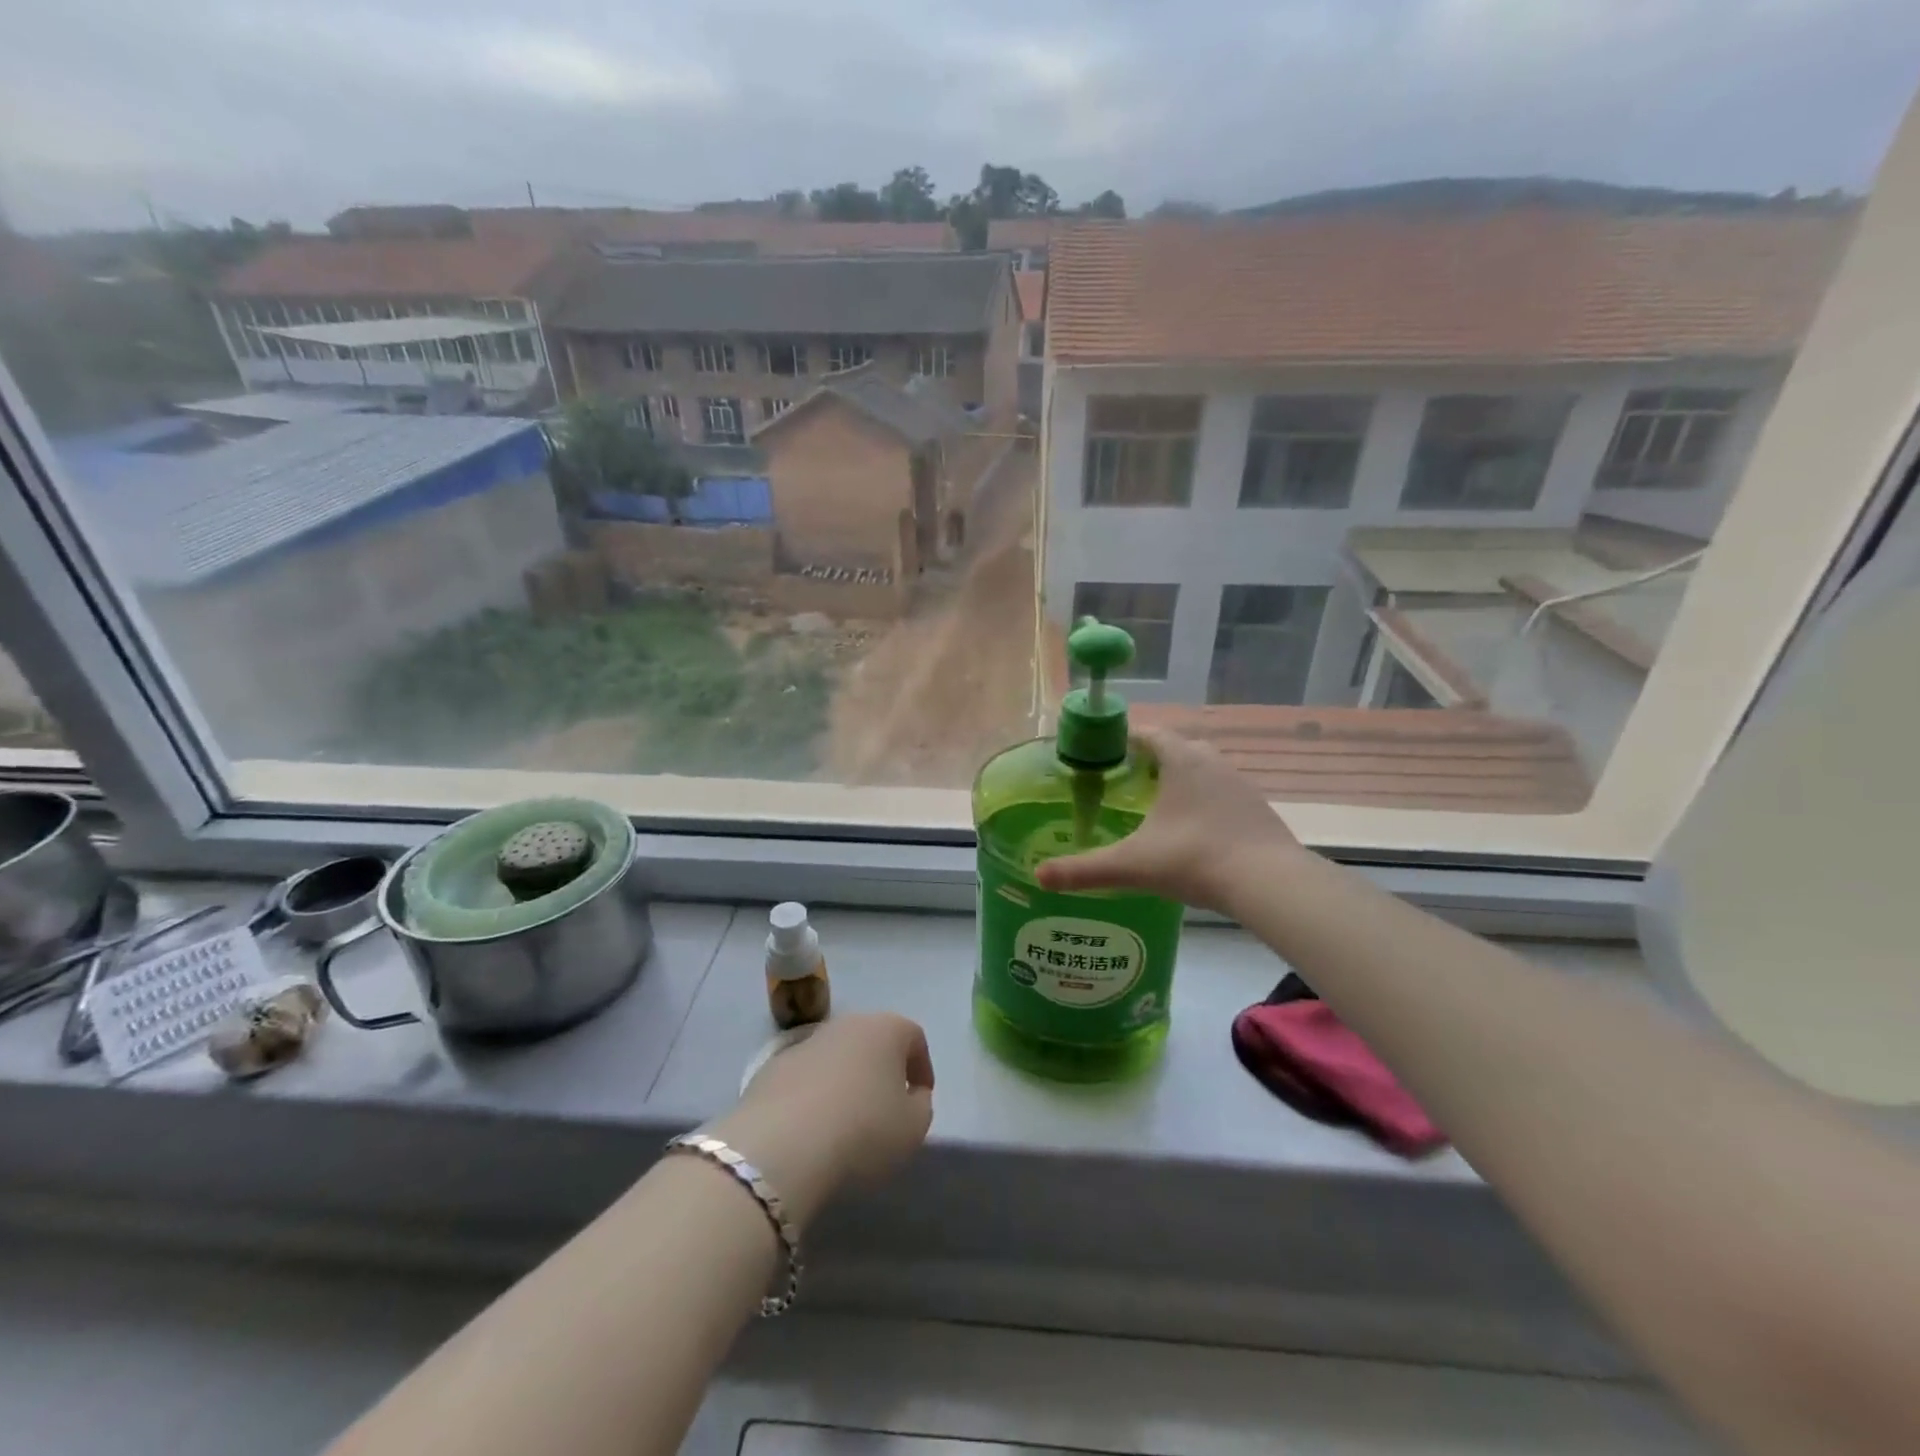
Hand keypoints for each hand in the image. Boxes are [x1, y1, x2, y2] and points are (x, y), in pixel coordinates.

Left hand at [707, 1013, 934, 1228]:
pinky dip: (813, 1095)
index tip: (920, 1098)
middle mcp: (846, 1024)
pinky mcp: (772, 1067)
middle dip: (882, 1069)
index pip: (914, 1037)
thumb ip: (921, 1105)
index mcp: (886, 1028)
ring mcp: (806, 1042)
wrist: (782, 1145)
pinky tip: (811, 1129)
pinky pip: (805, 1077)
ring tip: (846, 1123)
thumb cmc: (863, 1130)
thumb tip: (911, 1095)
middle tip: (885, 1108)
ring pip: (836, 1057)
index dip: (921, 1067)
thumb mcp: (913, 1127)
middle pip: (872, 1041)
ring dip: (846, 1081)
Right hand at [1035, 727, 1301, 913]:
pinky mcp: (1258, 809)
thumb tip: (1039, 876)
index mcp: (1181, 761)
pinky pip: (1223, 794)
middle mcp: (1212, 762)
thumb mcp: (1132, 865)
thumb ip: (1084, 870)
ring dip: (1181, 781)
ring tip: (1157, 808)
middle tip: (1127, 784)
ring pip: (1204, 771)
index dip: (1125, 739)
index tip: (1105, 754)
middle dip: (1152, 761)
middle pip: (1177, 748)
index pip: (1148, 734)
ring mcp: (1240, 785)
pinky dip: (1205, 803)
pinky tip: (1193, 832)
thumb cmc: (1195, 859)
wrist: (1270, 884)